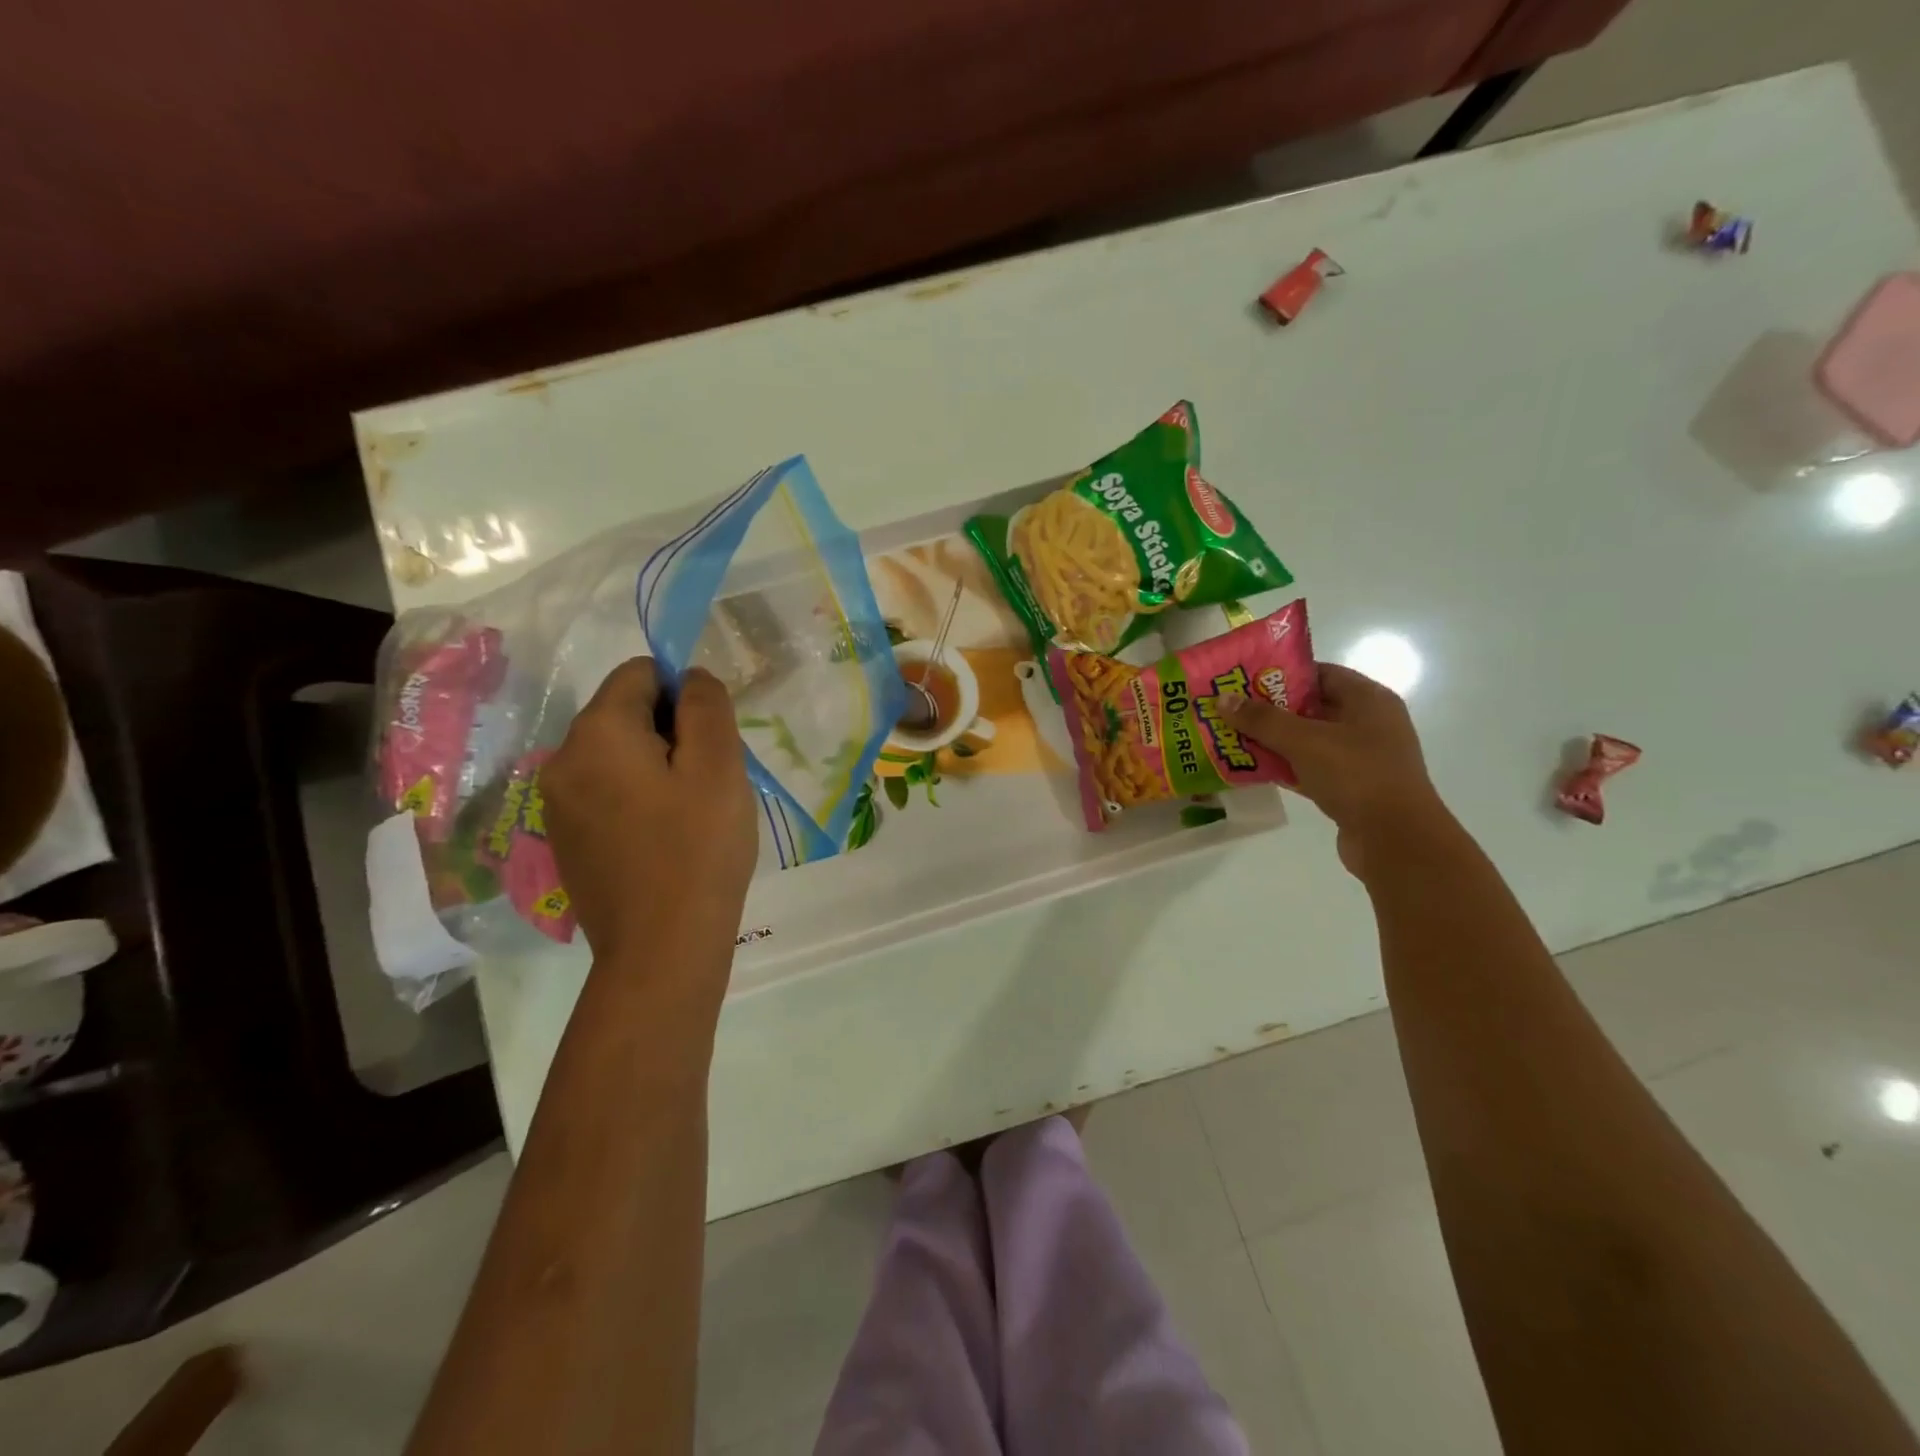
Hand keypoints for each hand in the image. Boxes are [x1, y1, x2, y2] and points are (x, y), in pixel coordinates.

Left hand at [543, 660, 757, 972]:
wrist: (661, 948)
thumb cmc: (699, 849)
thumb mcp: (719, 765)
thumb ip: (706, 705)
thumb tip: (690, 677)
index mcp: (596, 733)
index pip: (639, 673)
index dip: (684, 692)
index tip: (712, 740)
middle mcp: (562, 758)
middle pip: (624, 713)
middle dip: (671, 731)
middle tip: (710, 780)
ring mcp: (557, 803)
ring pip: (616, 754)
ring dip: (657, 765)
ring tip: (691, 811)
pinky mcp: (565, 838)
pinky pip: (605, 791)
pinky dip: (637, 796)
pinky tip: (665, 836)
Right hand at [1222, 662, 1451, 878]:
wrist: (1395, 840)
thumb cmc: (1356, 775)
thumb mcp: (1304, 741)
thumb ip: (1262, 719)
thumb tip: (1223, 699)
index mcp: (1368, 700)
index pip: (1320, 673)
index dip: (1282, 674)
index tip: (1244, 680)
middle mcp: (1369, 723)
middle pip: (1311, 707)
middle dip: (1271, 709)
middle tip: (1231, 709)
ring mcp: (1362, 757)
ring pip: (1309, 740)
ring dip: (1274, 740)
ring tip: (1233, 737)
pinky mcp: (1352, 787)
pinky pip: (1311, 768)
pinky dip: (1285, 767)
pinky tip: (1253, 769)